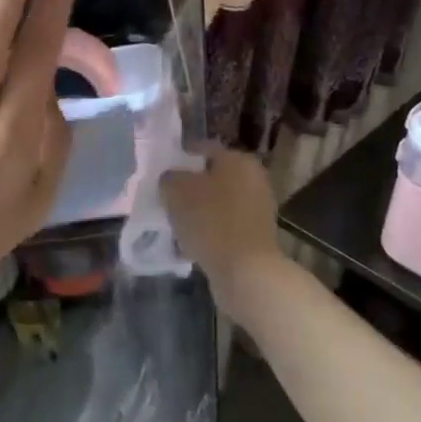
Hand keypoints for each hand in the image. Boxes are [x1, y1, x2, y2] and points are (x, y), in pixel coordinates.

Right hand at [161, 146, 283, 316]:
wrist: (246, 272)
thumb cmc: (211, 220)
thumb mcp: (176, 190)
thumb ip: (169, 177)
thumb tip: (171, 179)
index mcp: (238, 160)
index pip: (202, 149)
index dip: (179, 159)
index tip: (162, 175)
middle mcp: (254, 179)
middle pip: (212, 178)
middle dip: (189, 189)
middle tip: (167, 200)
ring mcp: (258, 209)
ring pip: (217, 204)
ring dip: (198, 212)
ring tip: (175, 225)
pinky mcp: (256, 237)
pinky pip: (224, 227)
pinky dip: (208, 232)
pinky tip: (189, 245)